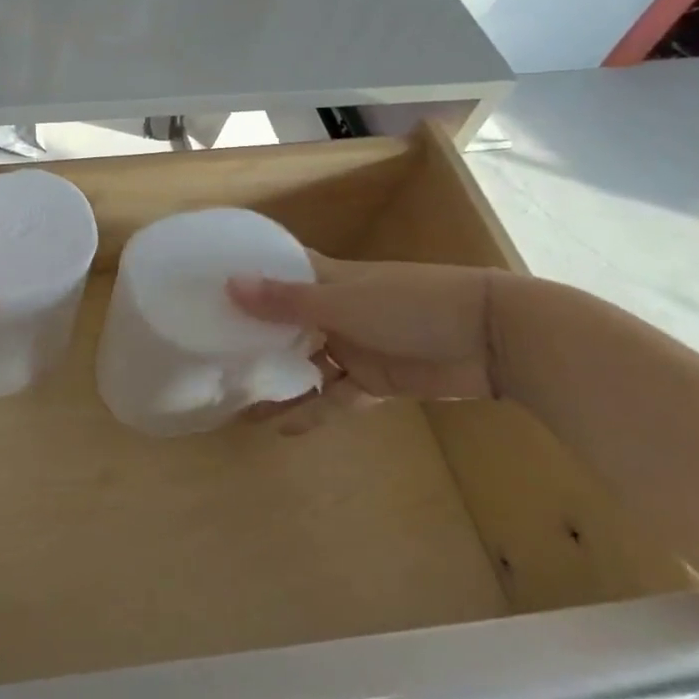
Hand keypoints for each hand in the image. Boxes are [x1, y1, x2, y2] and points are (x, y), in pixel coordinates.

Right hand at [226, 250, 510, 431]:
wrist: (491, 338)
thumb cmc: (412, 305)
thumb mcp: (344, 302)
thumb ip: (287, 301)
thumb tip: (228, 286)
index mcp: (325, 279)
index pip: (278, 271)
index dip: (247, 277)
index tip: (206, 287)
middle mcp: (334, 309)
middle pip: (285, 321)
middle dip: (254, 336)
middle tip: (210, 352)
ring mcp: (354, 345)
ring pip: (306, 362)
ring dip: (279, 378)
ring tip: (238, 396)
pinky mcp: (375, 380)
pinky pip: (335, 397)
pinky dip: (311, 410)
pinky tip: (280, 427)